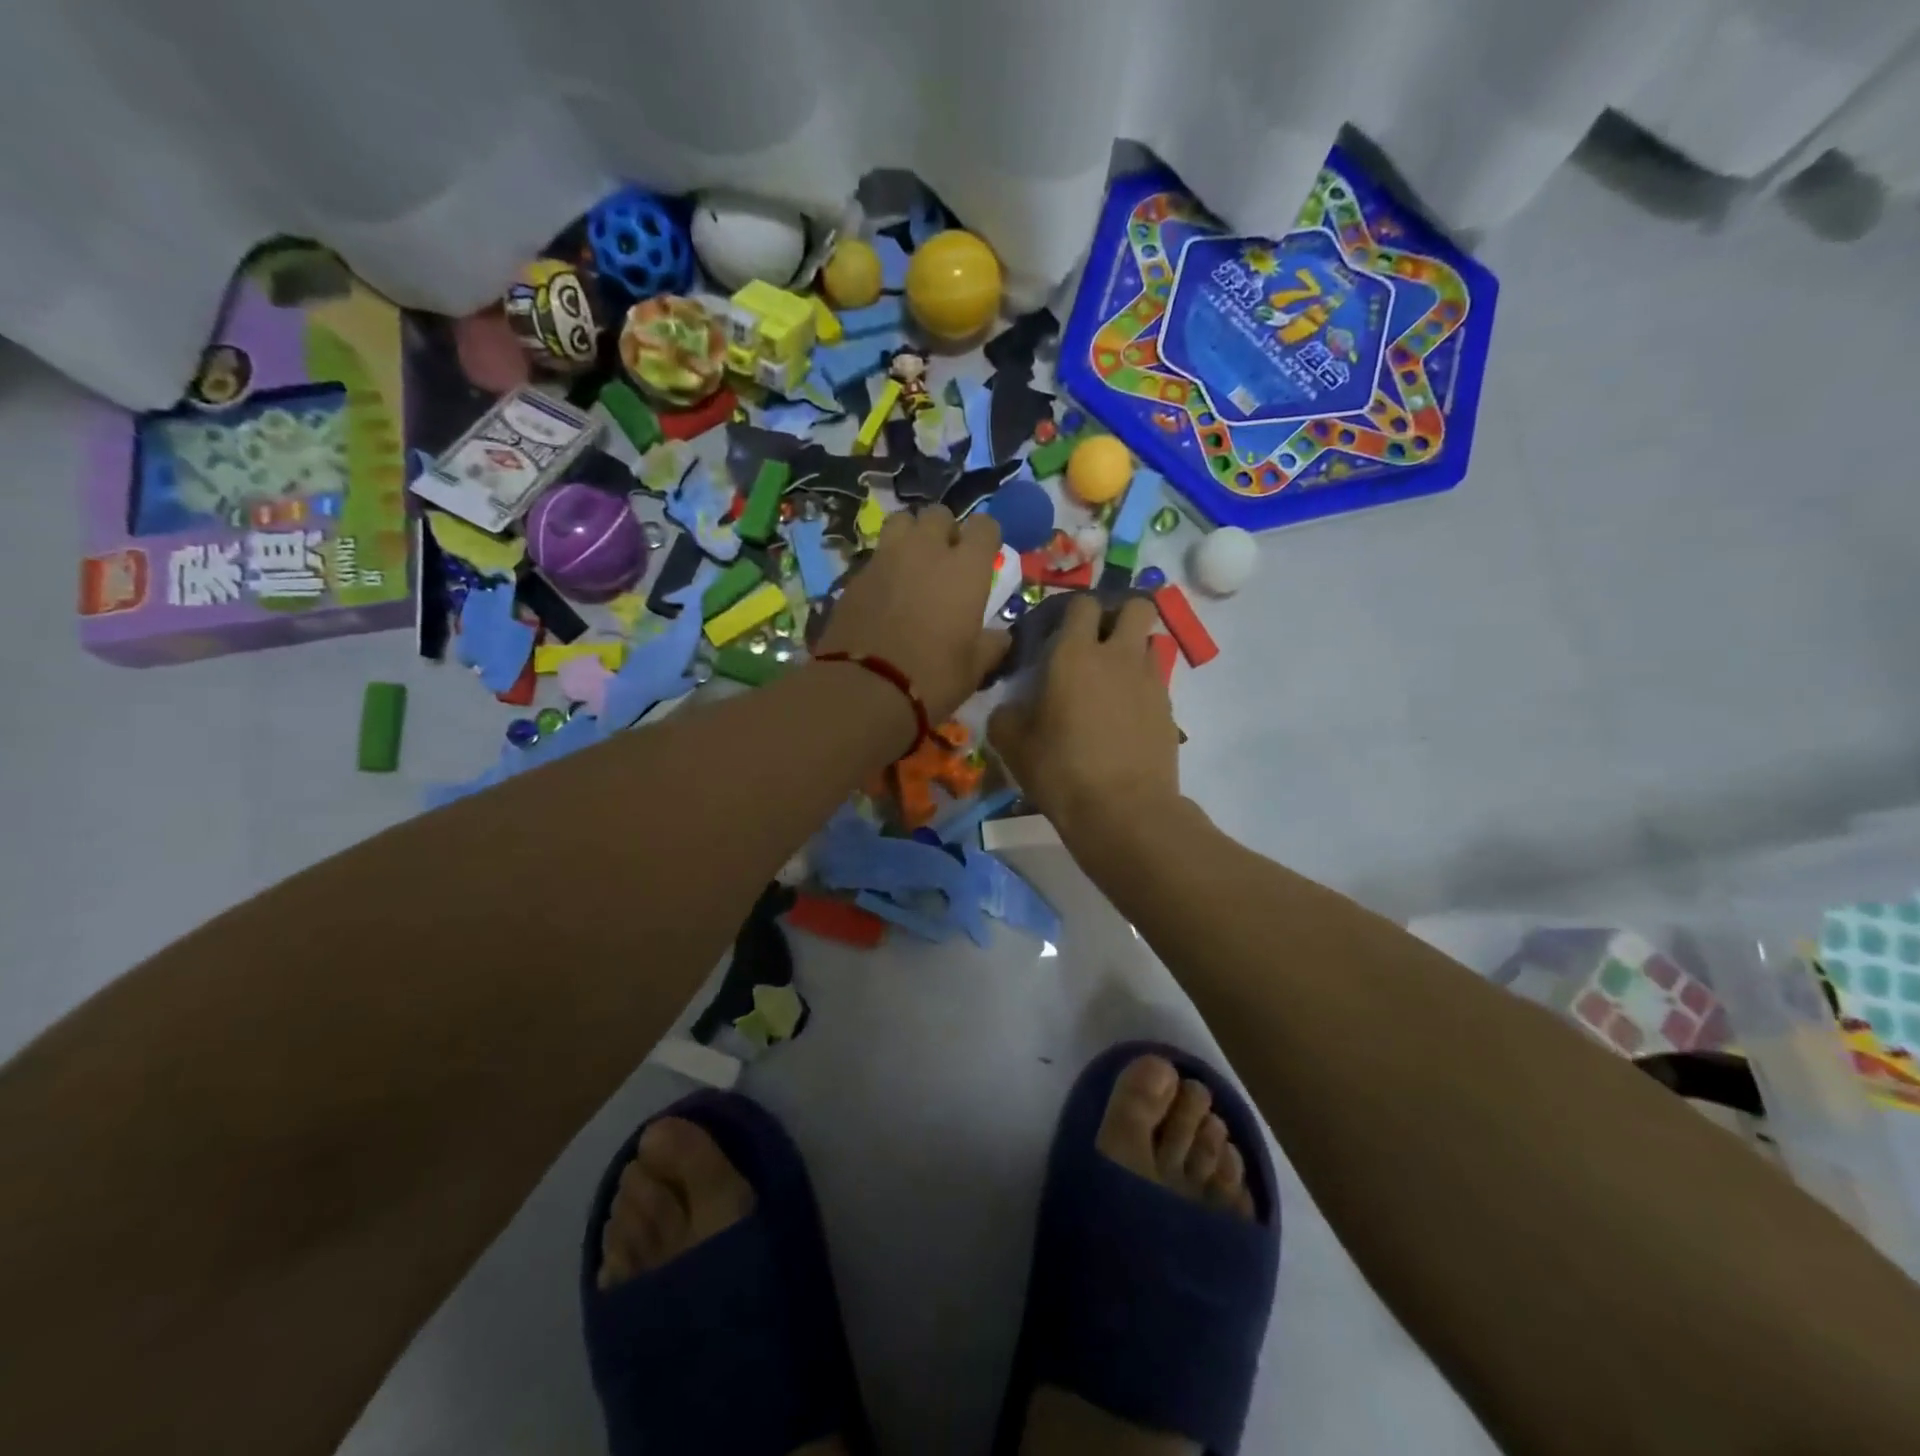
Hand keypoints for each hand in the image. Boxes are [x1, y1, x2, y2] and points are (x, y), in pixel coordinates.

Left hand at [815, 505, 1009, 723]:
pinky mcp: (855, 575)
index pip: (985, 526)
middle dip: (945, 531)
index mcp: (966, 568)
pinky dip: (885, 564)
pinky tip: (885, 592)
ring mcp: (886, 558)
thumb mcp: (974, 669)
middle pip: (938, 515)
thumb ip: (991, 645)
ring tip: (912, 563)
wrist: (864, 689)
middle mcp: (927, 550)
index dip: (986, 538)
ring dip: (911, 535)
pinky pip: (876, 555)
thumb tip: (1001, 636)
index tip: (984, 557)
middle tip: (946, 560)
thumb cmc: (933, 678)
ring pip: (901, 522)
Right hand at [989, 594, 1180, 839]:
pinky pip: (1156, 680)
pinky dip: (1142, 687)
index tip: (1060, 633)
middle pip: (1136, 605)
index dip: (1073, 611)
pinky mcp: (1169, 709)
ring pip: (1150, 641)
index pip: (1083, 604)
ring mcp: (1150, 680)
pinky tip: (1125, 717)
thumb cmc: (1061, 770)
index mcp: (1075, 654)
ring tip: (1112, 682)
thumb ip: (1006, 716)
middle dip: (1120, 614)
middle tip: (1098, 643)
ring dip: (1133, 650)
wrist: (1123, 810)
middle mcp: (1118, 656)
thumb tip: (1011, 708)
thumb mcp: (1014, 745)